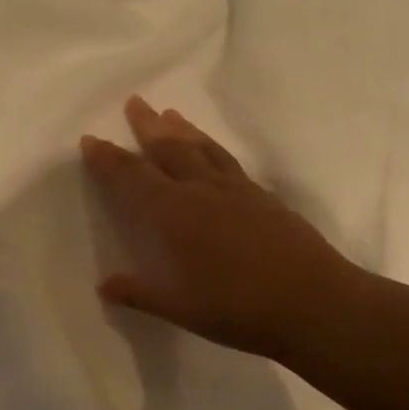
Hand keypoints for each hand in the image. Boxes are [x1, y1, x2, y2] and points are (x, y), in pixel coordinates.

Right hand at [81, 96, 360, 359]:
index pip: (131, 177)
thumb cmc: (237, 307)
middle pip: (168, 148)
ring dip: (182, 129)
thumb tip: (104, 286)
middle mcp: (201, 191)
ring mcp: (236, 191)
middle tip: (135, 101)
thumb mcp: (178, 306)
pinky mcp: (264, 198)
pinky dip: (212, 147)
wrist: (317, 305)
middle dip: (147, 125)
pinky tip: (212, 152)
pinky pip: (228, 161)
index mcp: (173, 212)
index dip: (108, 158)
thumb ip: (138, 292)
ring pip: (202, 148)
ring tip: (170, 113)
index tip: (91, 139)